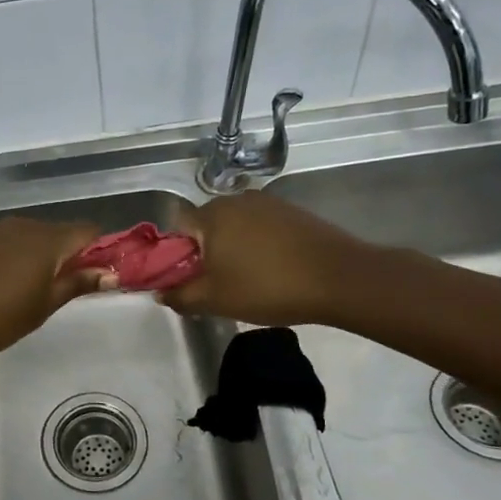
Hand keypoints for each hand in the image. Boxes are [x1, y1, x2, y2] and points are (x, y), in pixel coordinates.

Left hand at [0, 216, 113, 359]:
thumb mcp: (42, 307)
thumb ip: (77, 284)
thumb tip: (111, 272)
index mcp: (46, 240)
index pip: (88, 231)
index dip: (100, 250)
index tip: (100, 274)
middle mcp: (20, 225)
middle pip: (57, 232)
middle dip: (67, 255)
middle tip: (63, 289)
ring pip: (27, 236)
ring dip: (36, 256)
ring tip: (28, 289)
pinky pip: (1, 242)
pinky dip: (9, 257)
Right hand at [158, 192, 373, 325]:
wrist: (340, 279)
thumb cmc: (267, 287)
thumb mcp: (214, 300)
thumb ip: (180, 295)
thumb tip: (160, 292)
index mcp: (211, 215)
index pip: (176, 228)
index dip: (175, 255)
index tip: (188, 280)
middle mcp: (235, 199)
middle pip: (205, 226)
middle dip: (204, 253)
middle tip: (217, 285)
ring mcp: (267, 202)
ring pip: (234, 227)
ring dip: (232, 249)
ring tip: (247, 280)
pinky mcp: (292, 212)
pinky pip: (260, 227)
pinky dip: (258, 246)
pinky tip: (272, 269)